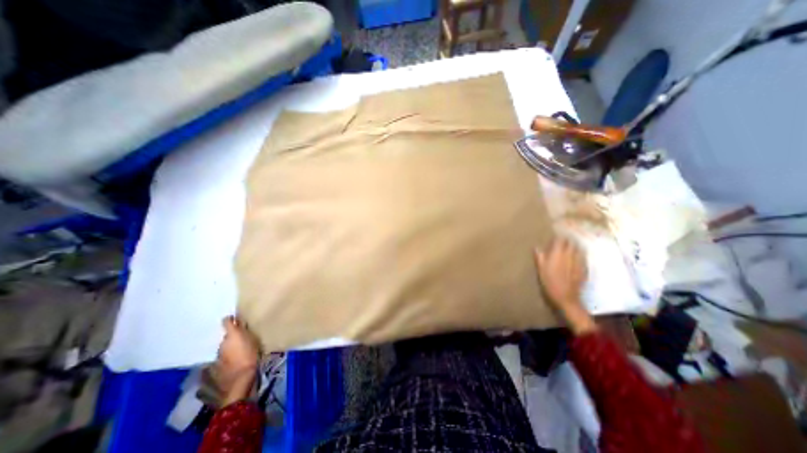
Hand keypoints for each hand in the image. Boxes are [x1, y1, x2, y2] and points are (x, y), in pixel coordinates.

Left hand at [215, 317, 261, 404]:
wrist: (240, 379)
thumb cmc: (250, 355)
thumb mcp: (253, 340)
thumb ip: (246, 332)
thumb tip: (242, 324)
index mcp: (232, 334)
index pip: (226, 321)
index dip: (230, 319)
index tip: (236, 319)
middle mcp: (222, 342)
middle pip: (227, 335)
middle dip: (234, 335)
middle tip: (244, 337)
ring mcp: (219, 354)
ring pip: (226, 345)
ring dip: (232, 346)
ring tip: (242, 349)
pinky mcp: (217, 364)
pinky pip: (225, 355)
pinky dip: (229, 355)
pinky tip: (237, 359)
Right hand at [534, 237, 597, 336]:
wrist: (566, 297)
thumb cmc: (550, 283)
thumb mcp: (541, 270)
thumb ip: (540, 257)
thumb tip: (537, 247)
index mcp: (557, 254)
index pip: (560, 240)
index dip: (558, 235)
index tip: (555, 232)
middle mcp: (570, 255)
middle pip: (571, 242)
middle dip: (567, 239)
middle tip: (562, 239)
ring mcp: (579, 262)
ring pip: (578, 249)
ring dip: (574, 245)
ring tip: (570, 245)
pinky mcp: (585, 268)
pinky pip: (582, 257)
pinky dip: (579, 254)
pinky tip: (575, 256)